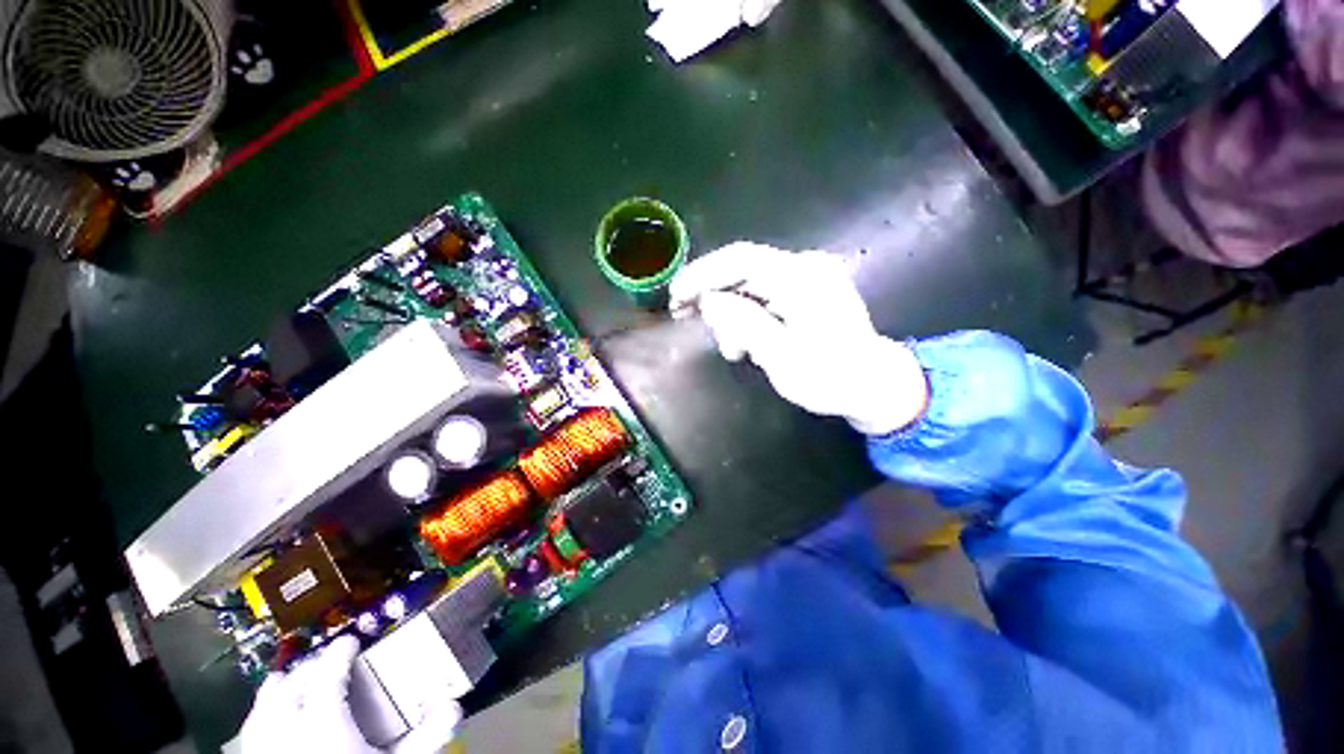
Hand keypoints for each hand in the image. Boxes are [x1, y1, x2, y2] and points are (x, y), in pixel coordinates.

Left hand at [233, 636, 460, 753]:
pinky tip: (273, 716)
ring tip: (299, 686)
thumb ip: (425, 737)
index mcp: (324, 718)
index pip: (331, 669)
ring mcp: (267, 734)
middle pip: (297, 677)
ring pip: (269, 693)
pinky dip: (265, 709)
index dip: (342, 652)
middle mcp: (288, 719)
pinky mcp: (257, 749)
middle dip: (315, 668)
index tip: (350, 643)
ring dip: (285, 684)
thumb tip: (451, 708)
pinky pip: (254, 717)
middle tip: (332, 669)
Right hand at [669, 242, 927, 435]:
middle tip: (710, 336)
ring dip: (738, 311)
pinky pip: (774, 290)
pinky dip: (757, 311)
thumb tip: (711, 300)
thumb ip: (742, 322)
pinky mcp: (819, 288)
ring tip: (735, 350)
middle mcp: (808, 266)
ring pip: (758, 282)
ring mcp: (816, 275)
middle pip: (746, 269)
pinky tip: (754, 341)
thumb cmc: (830, 377)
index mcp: (800, 277)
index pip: (739, 258)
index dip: (702, 274)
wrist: (877, 386)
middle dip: (721, 300)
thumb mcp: (781, 357)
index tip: (676, 297)